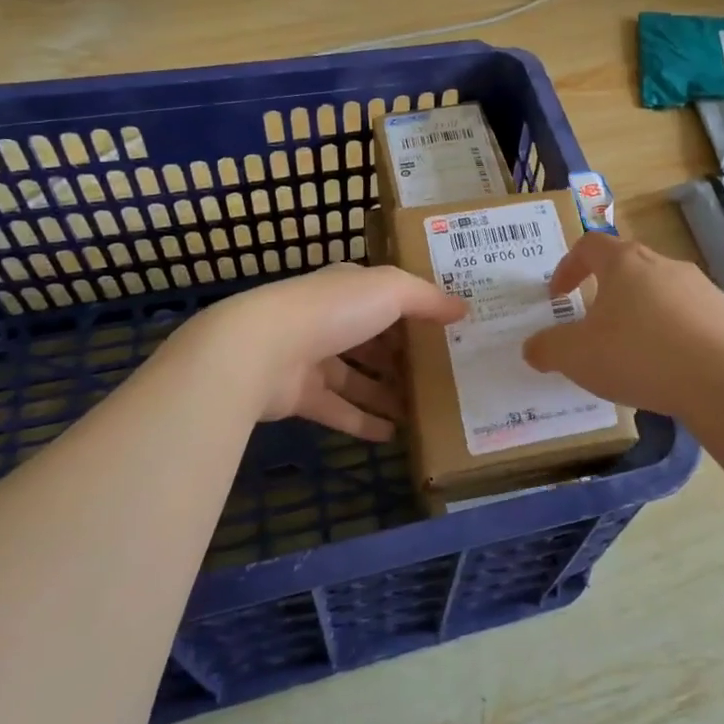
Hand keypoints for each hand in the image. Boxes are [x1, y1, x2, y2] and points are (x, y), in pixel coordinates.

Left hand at [164, 264, 464, 441]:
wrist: (260, 350)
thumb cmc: (333, 310)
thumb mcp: (390, 290)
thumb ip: (427, 299)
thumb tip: (463, 307)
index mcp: (349, 288)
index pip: (388, 296)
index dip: (417, 311)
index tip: (447, 329)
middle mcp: (331, 319)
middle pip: (373, 338)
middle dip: (403, 355)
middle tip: (441, 375)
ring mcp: (312, 358)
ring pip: (357, 377)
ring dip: (386, 392)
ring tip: (422, 409)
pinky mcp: (300, 396)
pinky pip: (339, 410)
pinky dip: (363, 422)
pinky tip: (393, 435)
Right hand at [522, 233, 723, 419]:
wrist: (719, 381)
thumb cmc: (637, 356)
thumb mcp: (576, 356)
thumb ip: (547, 348)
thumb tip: (532, 348)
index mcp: (623, 262)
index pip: (589, 246)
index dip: (568, 267)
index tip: (559, 296)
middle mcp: (661, 263)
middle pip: (626, 265)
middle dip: (605, 291)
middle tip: (594, 324)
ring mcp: (698, 285)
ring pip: (659, 289)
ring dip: (641, 311)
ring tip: (633, 349)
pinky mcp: (723, 312)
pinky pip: (688, 314)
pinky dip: (672, 330)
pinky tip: (669, 363)